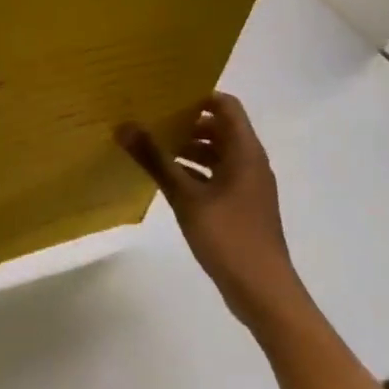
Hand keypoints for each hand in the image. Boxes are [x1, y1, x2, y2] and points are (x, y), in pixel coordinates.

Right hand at [117, 93, 303, 325]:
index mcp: (245, 152)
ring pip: (217, 154)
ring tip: (152, 146)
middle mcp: (250, 163)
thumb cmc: (228, 237)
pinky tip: (166, 178)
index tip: (165, 96)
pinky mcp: (240, 206)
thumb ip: (155, 160)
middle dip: (187, 122)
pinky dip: (194, 171)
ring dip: (188, 148)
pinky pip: (216, 175)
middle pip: (220, 128)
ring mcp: (247, 186)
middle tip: (150, 119)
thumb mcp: (186, 196)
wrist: (263, 292)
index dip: (198, 97)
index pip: (226, 106)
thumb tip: (124, 126)